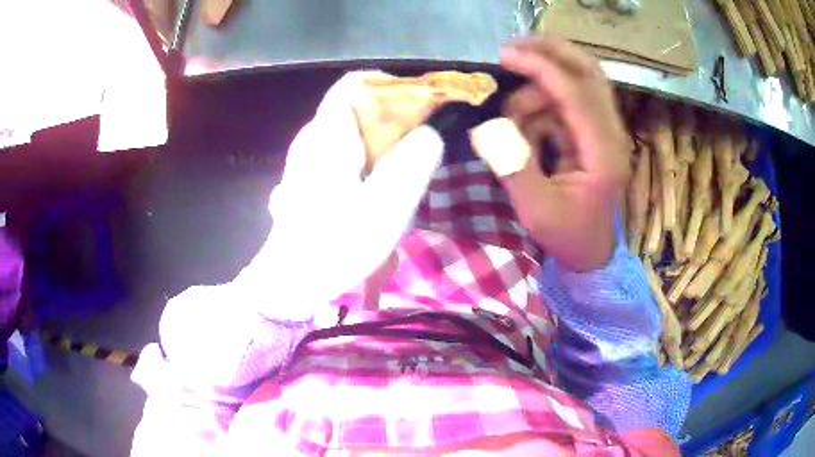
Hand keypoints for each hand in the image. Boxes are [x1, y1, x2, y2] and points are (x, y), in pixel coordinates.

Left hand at [233, 72, 443, 319]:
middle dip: (391, 119)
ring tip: (400, 174)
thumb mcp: (387, 204)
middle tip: (416, 148)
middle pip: (354, 108)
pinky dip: (363, 161)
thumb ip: (414, 161)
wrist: (291, 282)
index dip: (388, 84)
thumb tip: (428, 133)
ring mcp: (304, 160)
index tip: (417, 105)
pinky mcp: (306, 180)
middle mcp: (311, 138)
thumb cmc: (336, 243)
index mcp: (327, 134)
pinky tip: (374, 191)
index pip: (353, 83)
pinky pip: (340, 155)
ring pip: (348, 133)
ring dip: (379, 144)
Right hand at [498, 37, 629, 270]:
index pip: (577, 94)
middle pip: (589, 72)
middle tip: (512, 49)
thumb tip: (487, 126)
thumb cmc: (567, 236)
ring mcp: (603, 130)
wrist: (590, 251)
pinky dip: (539, 107)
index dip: (541, 68)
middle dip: (551, 53)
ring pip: (572, 84)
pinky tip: (524, 131)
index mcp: (604, 153)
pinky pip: (563, 103)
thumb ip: (514, 167)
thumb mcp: (536, 211)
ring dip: (537, 91)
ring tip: (511, 121)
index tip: (504, 55)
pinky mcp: (592, 132)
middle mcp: (611, 133)